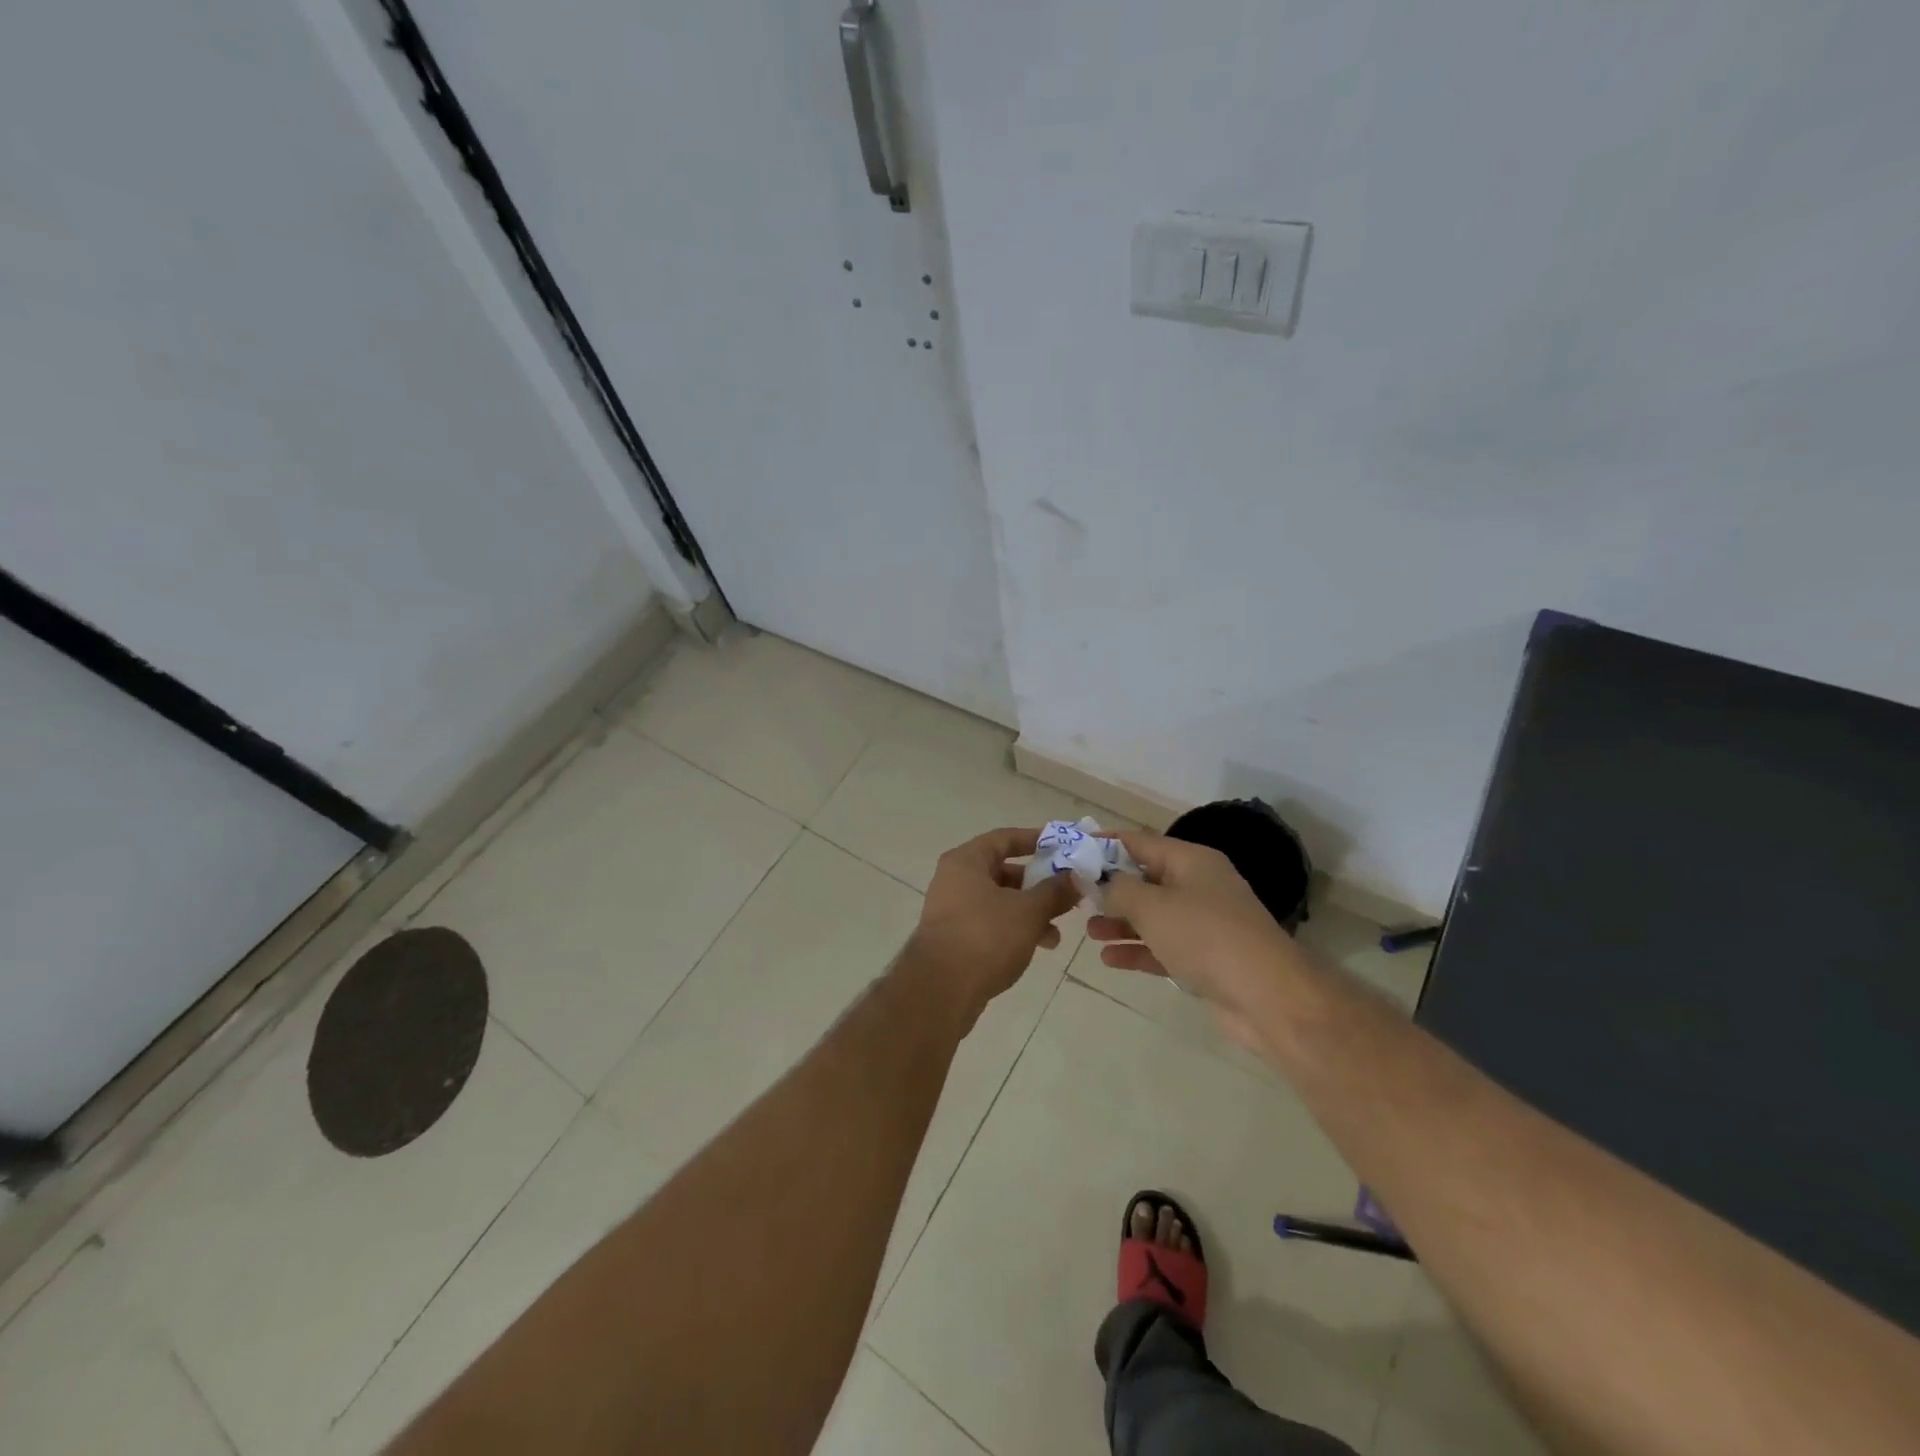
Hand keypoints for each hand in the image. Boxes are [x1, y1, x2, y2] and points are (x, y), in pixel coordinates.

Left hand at [905, 827, 1080, 1027]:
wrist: (940, 990)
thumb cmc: (985, 936)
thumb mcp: (1028, 910)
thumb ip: (1055, 891)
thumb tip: (1075, 877)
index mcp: (966, 861)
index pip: (1004, 838)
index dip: (1034, 840)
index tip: (1062, 847)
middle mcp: (954, 880)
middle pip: (1002, 871)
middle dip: (1037, 884)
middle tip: (1066, 894)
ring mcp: (951, 911)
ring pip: (999, 901)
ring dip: (1030, 912)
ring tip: (1057, 932)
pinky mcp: (954, 939)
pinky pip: (991, 924)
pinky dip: (1014, 930)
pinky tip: (1037, 947)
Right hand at [1090, 831, 1299, 1052]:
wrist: (1267, 997)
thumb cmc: (1205, 937)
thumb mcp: (1152, 906)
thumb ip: (1117, 889)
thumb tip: (1097, 880)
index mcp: (1191, 860)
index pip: (1139, 842)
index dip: (1104, 844)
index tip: (1072, 850)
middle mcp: (1198, 885)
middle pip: (1145, 879)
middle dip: (1110, 888)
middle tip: (1074, 898)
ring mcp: (1204, 923)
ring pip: (1152, 915)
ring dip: (1120, 922)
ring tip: (1088, 931)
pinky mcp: (1205, 957)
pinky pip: (1163, 946)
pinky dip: (1137, 949)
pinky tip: (1109, 959)